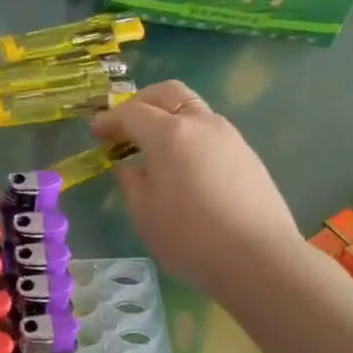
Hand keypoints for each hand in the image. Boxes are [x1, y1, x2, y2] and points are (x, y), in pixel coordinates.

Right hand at [92, 79, 303, 293]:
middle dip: (141, 102)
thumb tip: (129, 167)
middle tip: (124, 125)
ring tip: (152, 147)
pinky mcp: (247, 156)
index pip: (132, 112)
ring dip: (168, 118)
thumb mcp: (144, 214)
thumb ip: (131, 183)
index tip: (95, 132)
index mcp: (169, 133)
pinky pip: (209, 133)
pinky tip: (182, 166)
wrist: (258, 258)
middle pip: (168, 93)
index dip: (109, 120)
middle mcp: (201, 124)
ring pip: (193, 110)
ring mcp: (230, 137)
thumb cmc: (189, 237)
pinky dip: (188, 137)